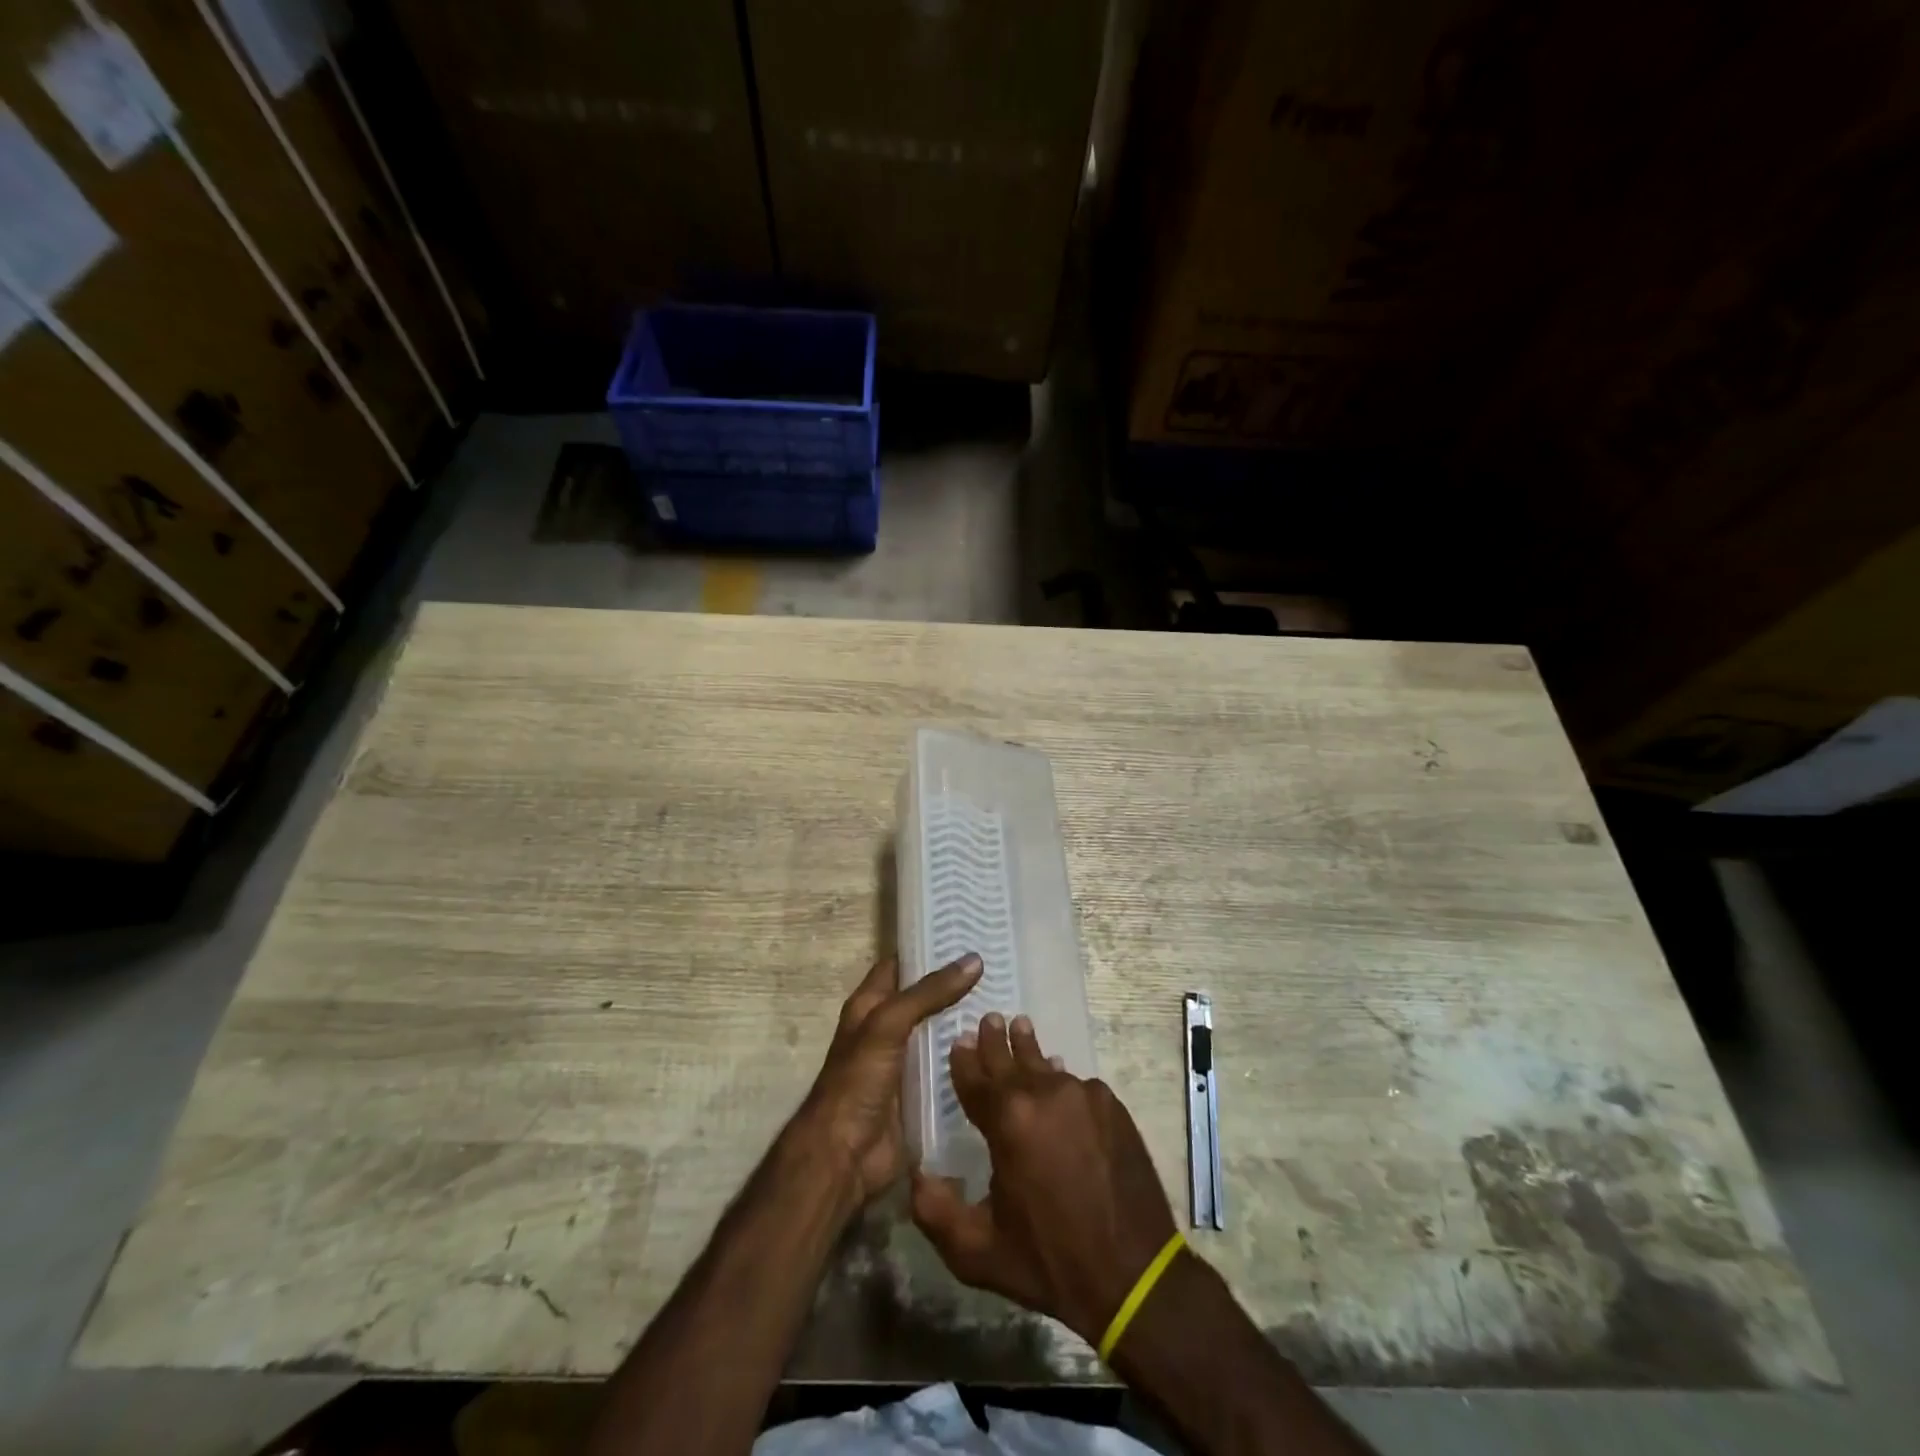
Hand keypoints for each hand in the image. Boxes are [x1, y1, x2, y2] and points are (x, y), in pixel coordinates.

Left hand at [794, 953, 982, 1210]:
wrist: (845, 1156)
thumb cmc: (857, 1081)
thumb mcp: (888, 1025)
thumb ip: (928, 994)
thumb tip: (973, 960)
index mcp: (870, 1006)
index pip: (901, 965)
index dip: (928, 949)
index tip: (967, 934)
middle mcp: (887, 1029)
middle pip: (927, 998)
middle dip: (957, 986)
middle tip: (1000, 967)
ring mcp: (906, 1062)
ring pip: (941, 1032)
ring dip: (968, 1022)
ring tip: (1011, 1001)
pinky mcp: (922, 1092)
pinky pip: (949, 1068)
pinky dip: (970, 1058)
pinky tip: (1000, 1048)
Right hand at [910, 1013, 1179, 1344]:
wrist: (1134, 1274)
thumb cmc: (1050, 1262)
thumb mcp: (978, 1253)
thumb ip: (935, 1213)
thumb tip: (916, 1174)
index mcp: (1008, 1120)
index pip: (975, 1077)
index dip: (963, 1060)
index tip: (957, 1041)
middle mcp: (1044, 1093)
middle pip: (1011, 1058)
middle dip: (996, 1040)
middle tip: (989, 1019)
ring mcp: (1082, 1094)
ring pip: (1046, 1066)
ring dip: (1029, 1050)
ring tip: (1021, 1028)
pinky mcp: (1111, 1105)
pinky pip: (1077, 1084)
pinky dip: (1061, 1082)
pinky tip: (1058, 1085)